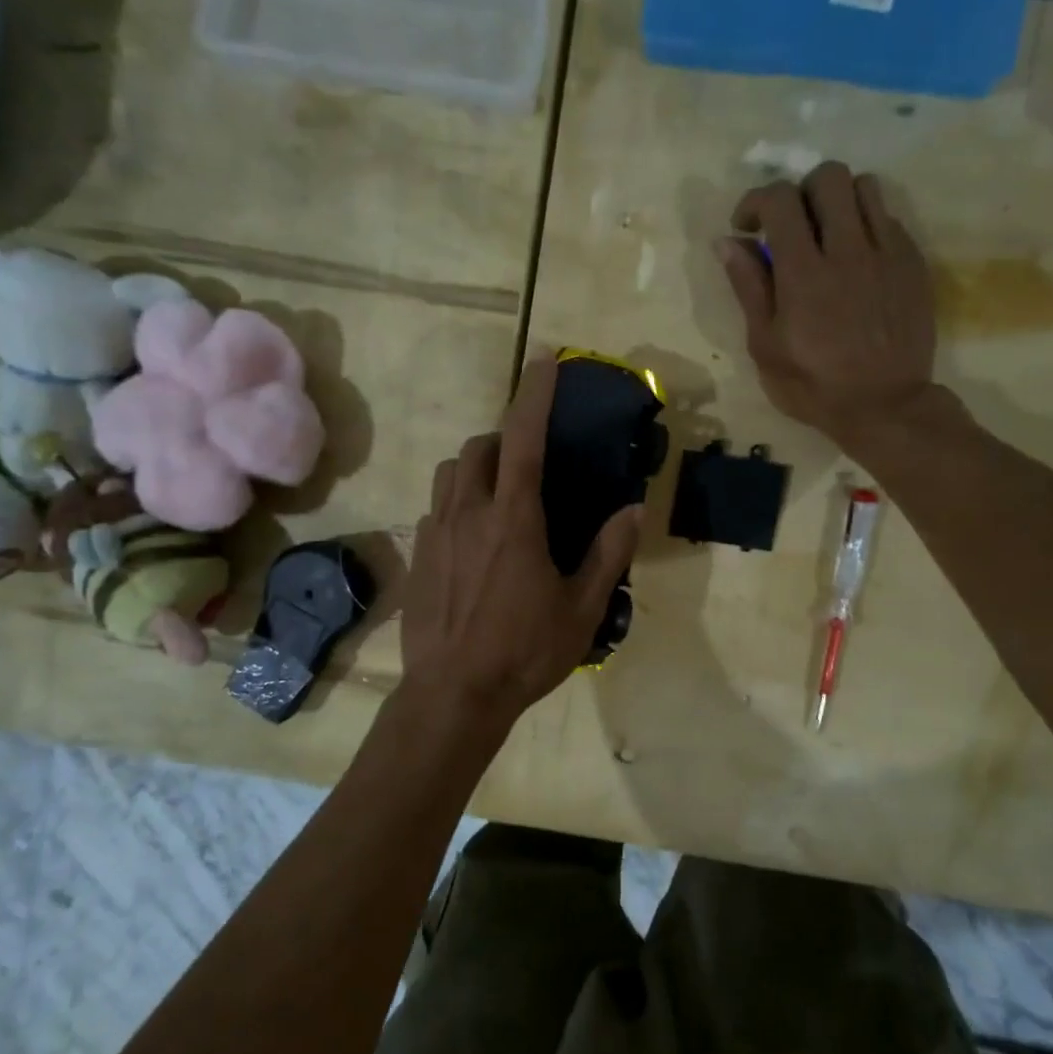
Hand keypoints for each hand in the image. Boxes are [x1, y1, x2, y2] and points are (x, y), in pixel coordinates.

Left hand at [401, 356, 643, 727]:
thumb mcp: (582, 608)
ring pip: (450, 473)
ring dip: (475, 467)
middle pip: (479, 448)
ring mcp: (435, 532)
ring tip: (498, 494)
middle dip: (503, 439)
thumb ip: (609, 553)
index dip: (534, 393)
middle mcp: (469, 513)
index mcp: (514, 518)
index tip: (545, 359)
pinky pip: (436, 508)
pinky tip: (472, 538)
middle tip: (528, 463)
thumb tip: (634, 509)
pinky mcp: (418, 556)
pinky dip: (457, 503)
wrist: (454, 694)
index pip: (522, 437)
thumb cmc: (525, 652)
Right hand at [717, 162, 941, 451]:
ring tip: (827, 236)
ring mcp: (887, 253)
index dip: (756, 201)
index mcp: (804, 273)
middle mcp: (848, 250)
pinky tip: (856, 260)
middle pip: (828, 176)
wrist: (885, 406)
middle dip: (800, 192)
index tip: (747, 227)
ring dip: (838, 202)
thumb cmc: (813, 386)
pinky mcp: (913, 263)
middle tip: (791, 227)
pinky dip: (866, 225)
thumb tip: (728, 241)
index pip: (781, 199)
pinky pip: (890, 217)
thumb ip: (749, 288)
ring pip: (865, 187)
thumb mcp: (766, 346)